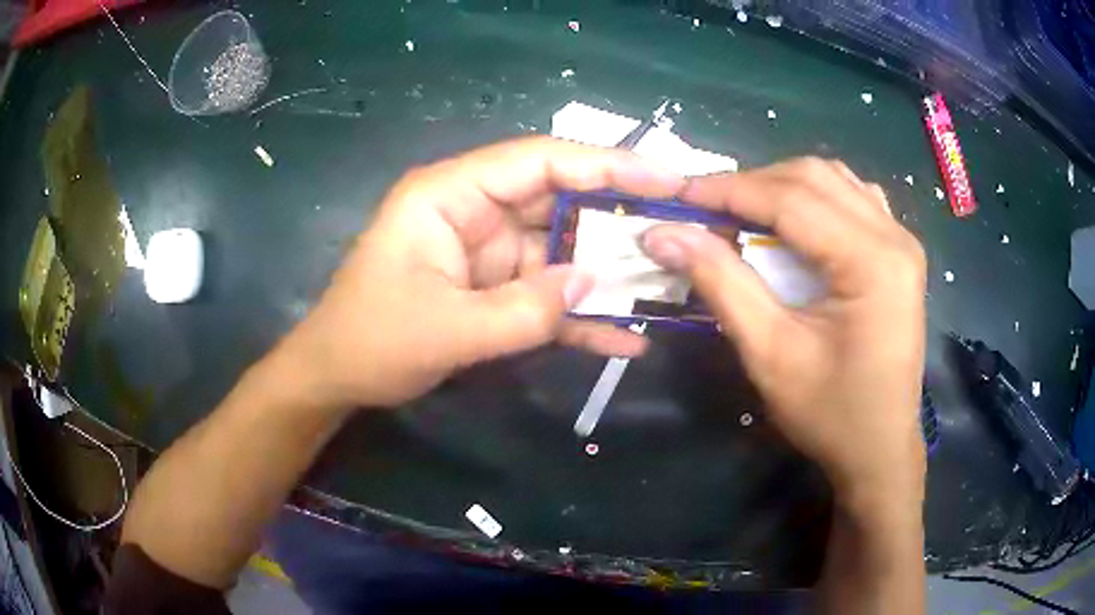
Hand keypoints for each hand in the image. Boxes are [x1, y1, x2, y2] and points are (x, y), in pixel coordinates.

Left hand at [280, 137, 685, 408]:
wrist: (336, 379)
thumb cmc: (371, 342)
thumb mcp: (447, 329)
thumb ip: (525, 309)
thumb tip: (595, 281)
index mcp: (450, 195)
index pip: (538, 161)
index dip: (605, 164)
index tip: (663, 178)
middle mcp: (473, 212)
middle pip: (558, 202)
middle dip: (617, 220)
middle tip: (679, 230)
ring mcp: (485, 254)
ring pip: (559, 252)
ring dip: (607, 274)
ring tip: (667, 288)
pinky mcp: (491, 291)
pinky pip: (544, 296)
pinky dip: (579, 316)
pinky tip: (622, 340)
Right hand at [642, 158, 927, 507]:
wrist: (879, 449)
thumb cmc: (830, 414)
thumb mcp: (770, 354)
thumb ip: (721, 283)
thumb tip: (663, 234)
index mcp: (872, 261)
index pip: (791, 199)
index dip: (729, 190)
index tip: (679, 196)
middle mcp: (894, 236)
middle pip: (814, 178)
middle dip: (753, 184)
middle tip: (706, 209)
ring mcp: (901, 240)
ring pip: (833, 180)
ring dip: (782, 187)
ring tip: (743, 214)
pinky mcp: (899, 252)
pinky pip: (853, 198)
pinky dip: (814, 198)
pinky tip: (794, 222)